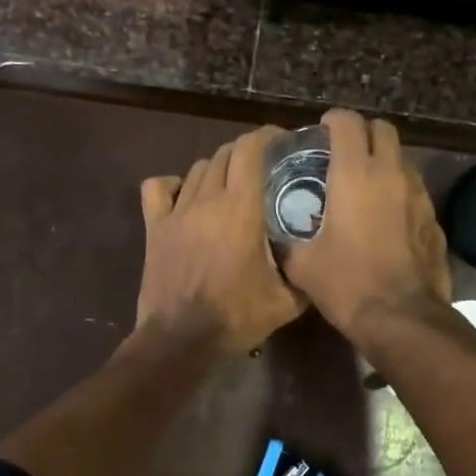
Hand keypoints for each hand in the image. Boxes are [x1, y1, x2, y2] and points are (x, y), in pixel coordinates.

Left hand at [135, 126, 305, 353]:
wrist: (180, 339)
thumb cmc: (235, 318)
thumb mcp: (285, 301)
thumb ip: (305, 275)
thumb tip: (320, 261)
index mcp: (241, 209)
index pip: (251, 150)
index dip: (267, 137)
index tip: (282, 141)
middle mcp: (208, 200)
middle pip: (225, 154)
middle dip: (246, 151)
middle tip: (264, 167)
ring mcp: (177, 212)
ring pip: (197, 169)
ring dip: (217, 168)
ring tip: (231, 183)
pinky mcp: (155, 227)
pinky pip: (158, 188)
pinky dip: (172, 184)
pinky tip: (185, 196)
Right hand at [281, 109, 449, 336]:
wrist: (401, 317)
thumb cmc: (346, 284)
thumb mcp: (302, 263)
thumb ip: (288, 239)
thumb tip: (278, 235)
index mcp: (355, 174)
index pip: (348, 123)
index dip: (333, 120)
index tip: (322, 131)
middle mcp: (391, 174)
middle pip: (383, 129)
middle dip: (363, 133)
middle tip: (344, 152)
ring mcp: (419, 195)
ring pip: (402, 159)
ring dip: (383, 161)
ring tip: (364, 184)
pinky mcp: (434, 218)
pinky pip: (414, 191)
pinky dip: (399, 192)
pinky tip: (385, 218)